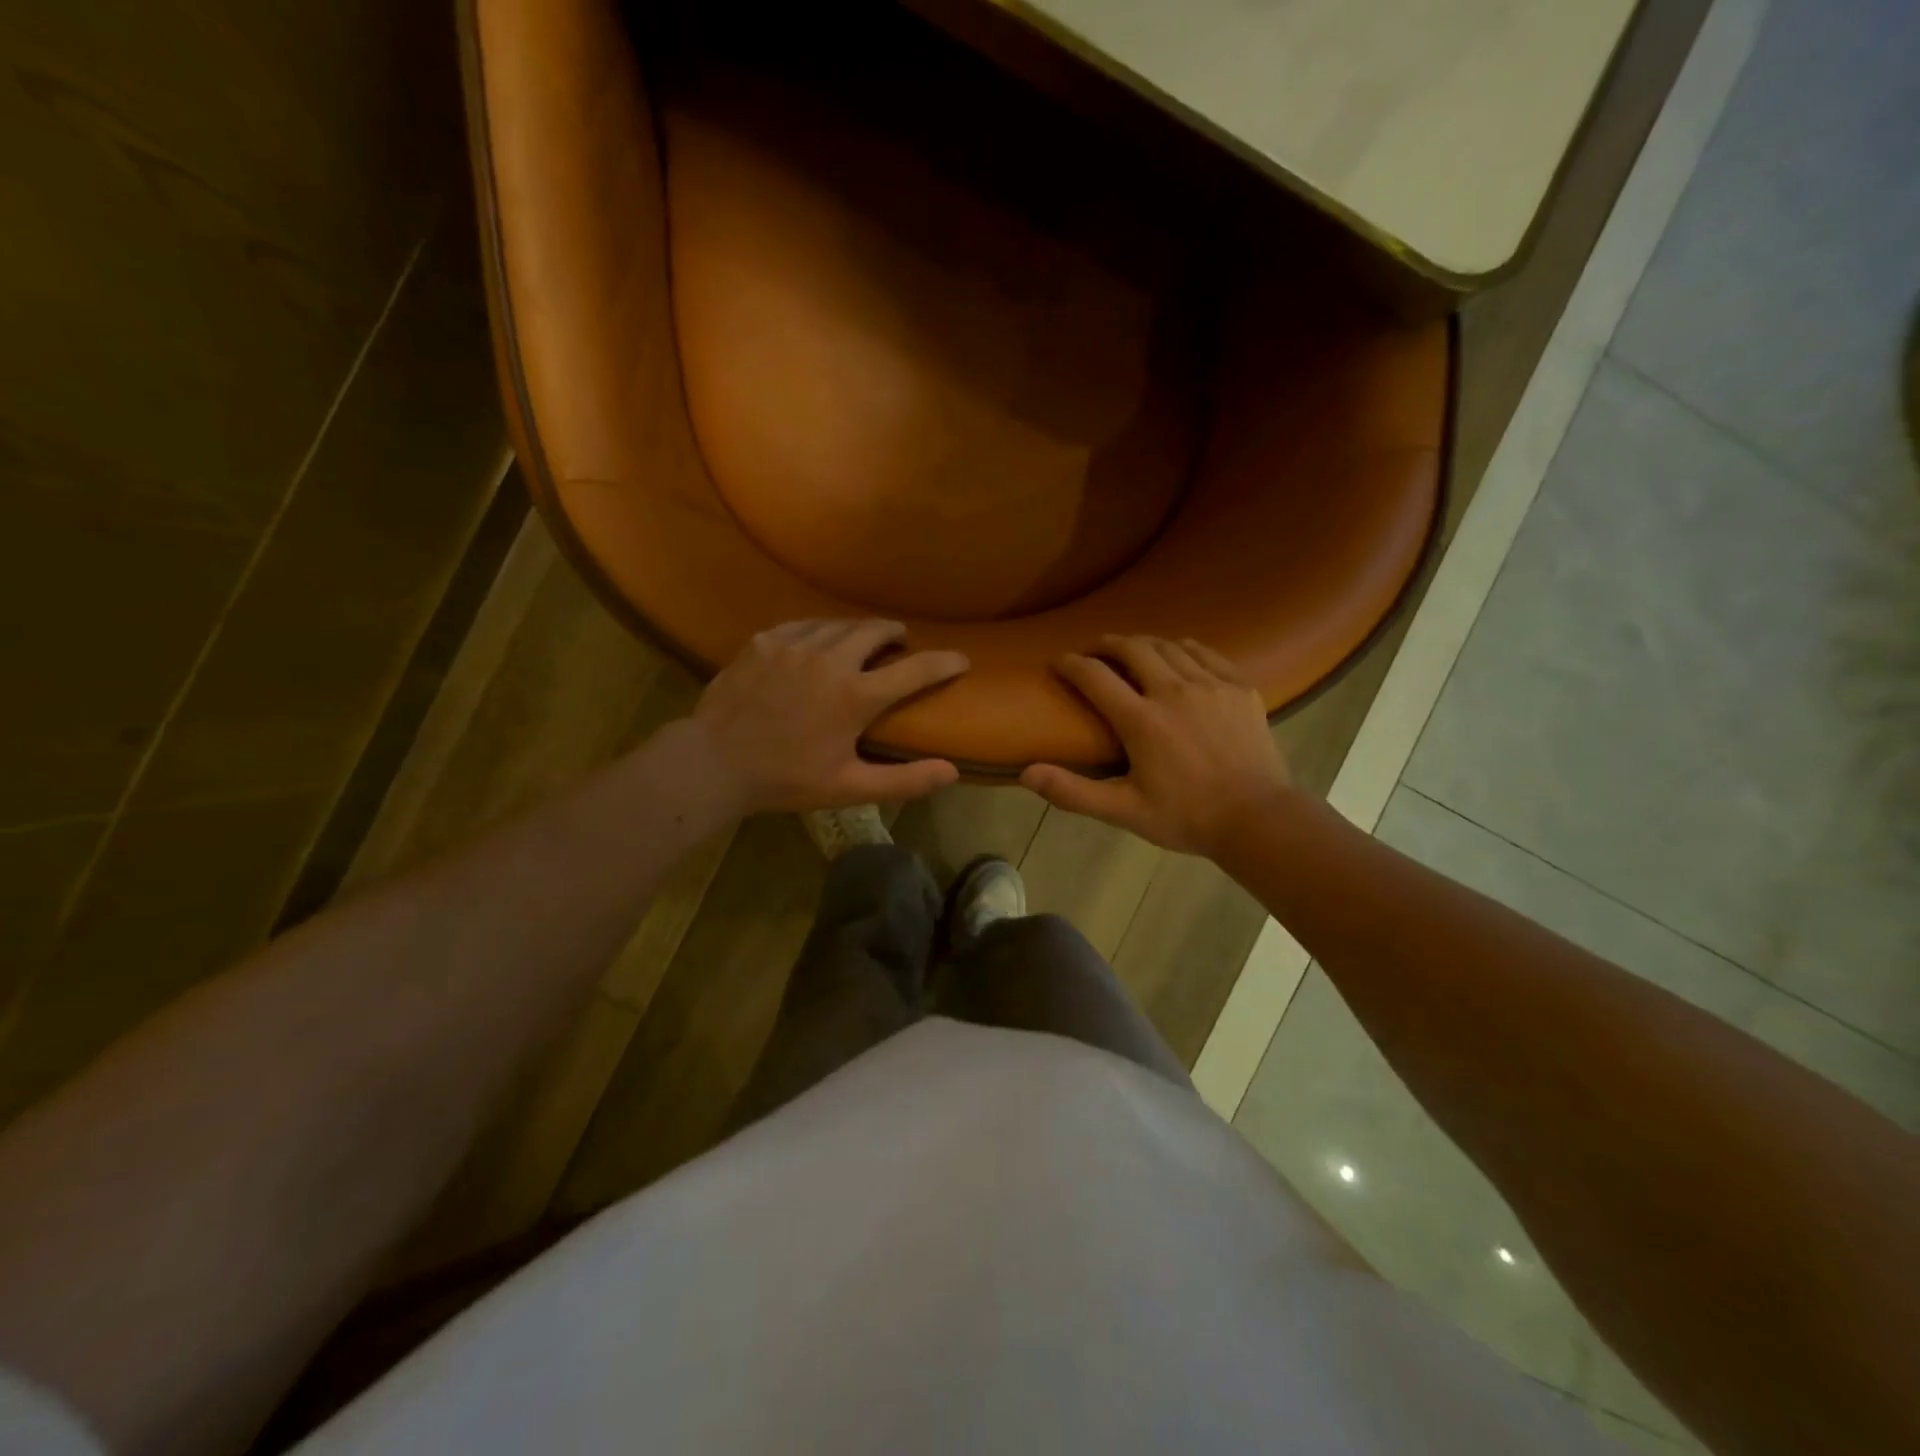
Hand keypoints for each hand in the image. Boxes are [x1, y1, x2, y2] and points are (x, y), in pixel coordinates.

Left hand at [686, 619, 967, 813]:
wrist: (714, 762)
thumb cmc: (786, 779)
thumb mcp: (849, 788)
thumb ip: (904, 780)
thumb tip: (951, 772)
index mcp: (856, 696)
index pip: (915, 669)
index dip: (944, 663)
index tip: (961, 659)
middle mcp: (830, 659)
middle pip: (876, 630)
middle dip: (895, 633)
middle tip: (900, 642)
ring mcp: (793, 645)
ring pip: (839, 624)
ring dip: (858, 631)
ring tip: (861, 640)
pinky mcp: (764, 641)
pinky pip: (802, 625)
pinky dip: (819, 631)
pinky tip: (817, 642)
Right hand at [1020, 635, 1292, 856]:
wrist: (1258, 819)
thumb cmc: (1186, 817)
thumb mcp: (1124, 811)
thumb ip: (1074, 791)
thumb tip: (1025, 773)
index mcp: (1142, 720)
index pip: (1095, 676)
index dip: (1071, 664)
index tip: (1058, 661)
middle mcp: (1174, 691)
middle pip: (1133, 648)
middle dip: (1107, 644)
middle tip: (1095, 651)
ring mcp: (1211, 685)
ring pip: (1169, 645)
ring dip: (1143, 643)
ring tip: (1132, 651)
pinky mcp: (1239, 687)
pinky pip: (1205, 652)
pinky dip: (1184, 647)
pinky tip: (1178, 654)